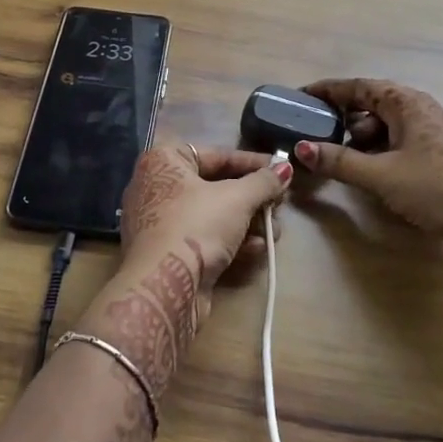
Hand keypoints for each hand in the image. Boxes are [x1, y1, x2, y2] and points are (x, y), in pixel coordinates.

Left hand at [75, 144, 290, 394]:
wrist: (164, 286)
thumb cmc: (197, 226)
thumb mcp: (237, 199)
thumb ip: (264, 182)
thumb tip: (285, 167)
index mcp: (164, 161)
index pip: (216, 155)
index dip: (252, 163)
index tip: (279, 170)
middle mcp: (156, 186)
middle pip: (215, 186)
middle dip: (252, 199)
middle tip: (279, 205)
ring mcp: (159, 222)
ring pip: (211, 215)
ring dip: (247, 223)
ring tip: (275, 232)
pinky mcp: (167, 253)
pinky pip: (203, 237)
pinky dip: (230, 241)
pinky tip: (258, 250)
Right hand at [294, 78, 442, 268]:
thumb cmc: (437, 185)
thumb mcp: (381, 174)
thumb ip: (340, 162)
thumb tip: (301, 148)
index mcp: (405, 103)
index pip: (357, 86)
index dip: (327, 90)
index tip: (301, 96)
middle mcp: (418, 111)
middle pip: (371, 106)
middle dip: (342, 118)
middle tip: (315, 133)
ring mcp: (431, 136)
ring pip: (386, 129)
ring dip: (361, 141)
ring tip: (338, 159)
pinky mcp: (439, 160)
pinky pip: (399, 147)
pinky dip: (379, 155)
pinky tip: (369, 175)